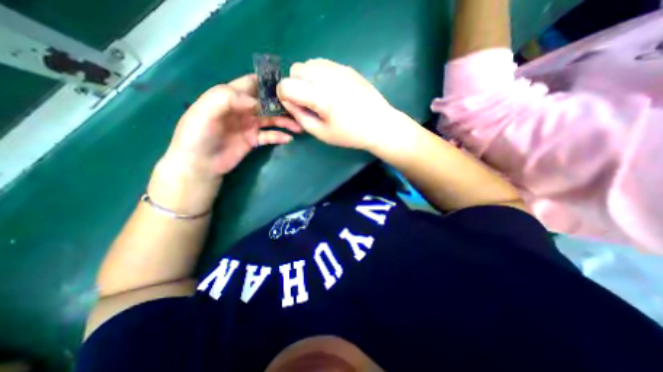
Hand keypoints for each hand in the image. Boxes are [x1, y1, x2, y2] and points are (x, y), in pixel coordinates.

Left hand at [166, 73, 301, 176]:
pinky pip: (269, 136)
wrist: (199, 164)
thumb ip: (226, 99)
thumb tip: (256, 102)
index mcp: (229, 97)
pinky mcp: (254, 140)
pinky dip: (279, 136)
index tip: (285, 86)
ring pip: (271, 120)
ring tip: (298, 126)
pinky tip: (289, 138)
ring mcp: (249, 125)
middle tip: (298, 109)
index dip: (267, 83)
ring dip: (285, 122)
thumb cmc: (197, 136)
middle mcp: (242, 109)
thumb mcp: (204, 112)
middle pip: (266, 103)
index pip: (251, 84)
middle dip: (281, 105)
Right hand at [274, 58, 403, 150]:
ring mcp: (339, 69)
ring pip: (309, 63)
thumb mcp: (321, 133)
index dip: (283, 96)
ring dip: (306, 77)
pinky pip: (323, 64)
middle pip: (296, 69)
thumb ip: (300, 117)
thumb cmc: (350, 135)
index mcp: (321, 97)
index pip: (287, 85)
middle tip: (306, 100)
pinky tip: (329, 89)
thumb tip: (288, 102)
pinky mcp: (347, 68)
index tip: (292, 106)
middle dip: (294, 84)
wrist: (379, 125)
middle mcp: (328, 77)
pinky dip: (319, 74)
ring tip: (318, 94)